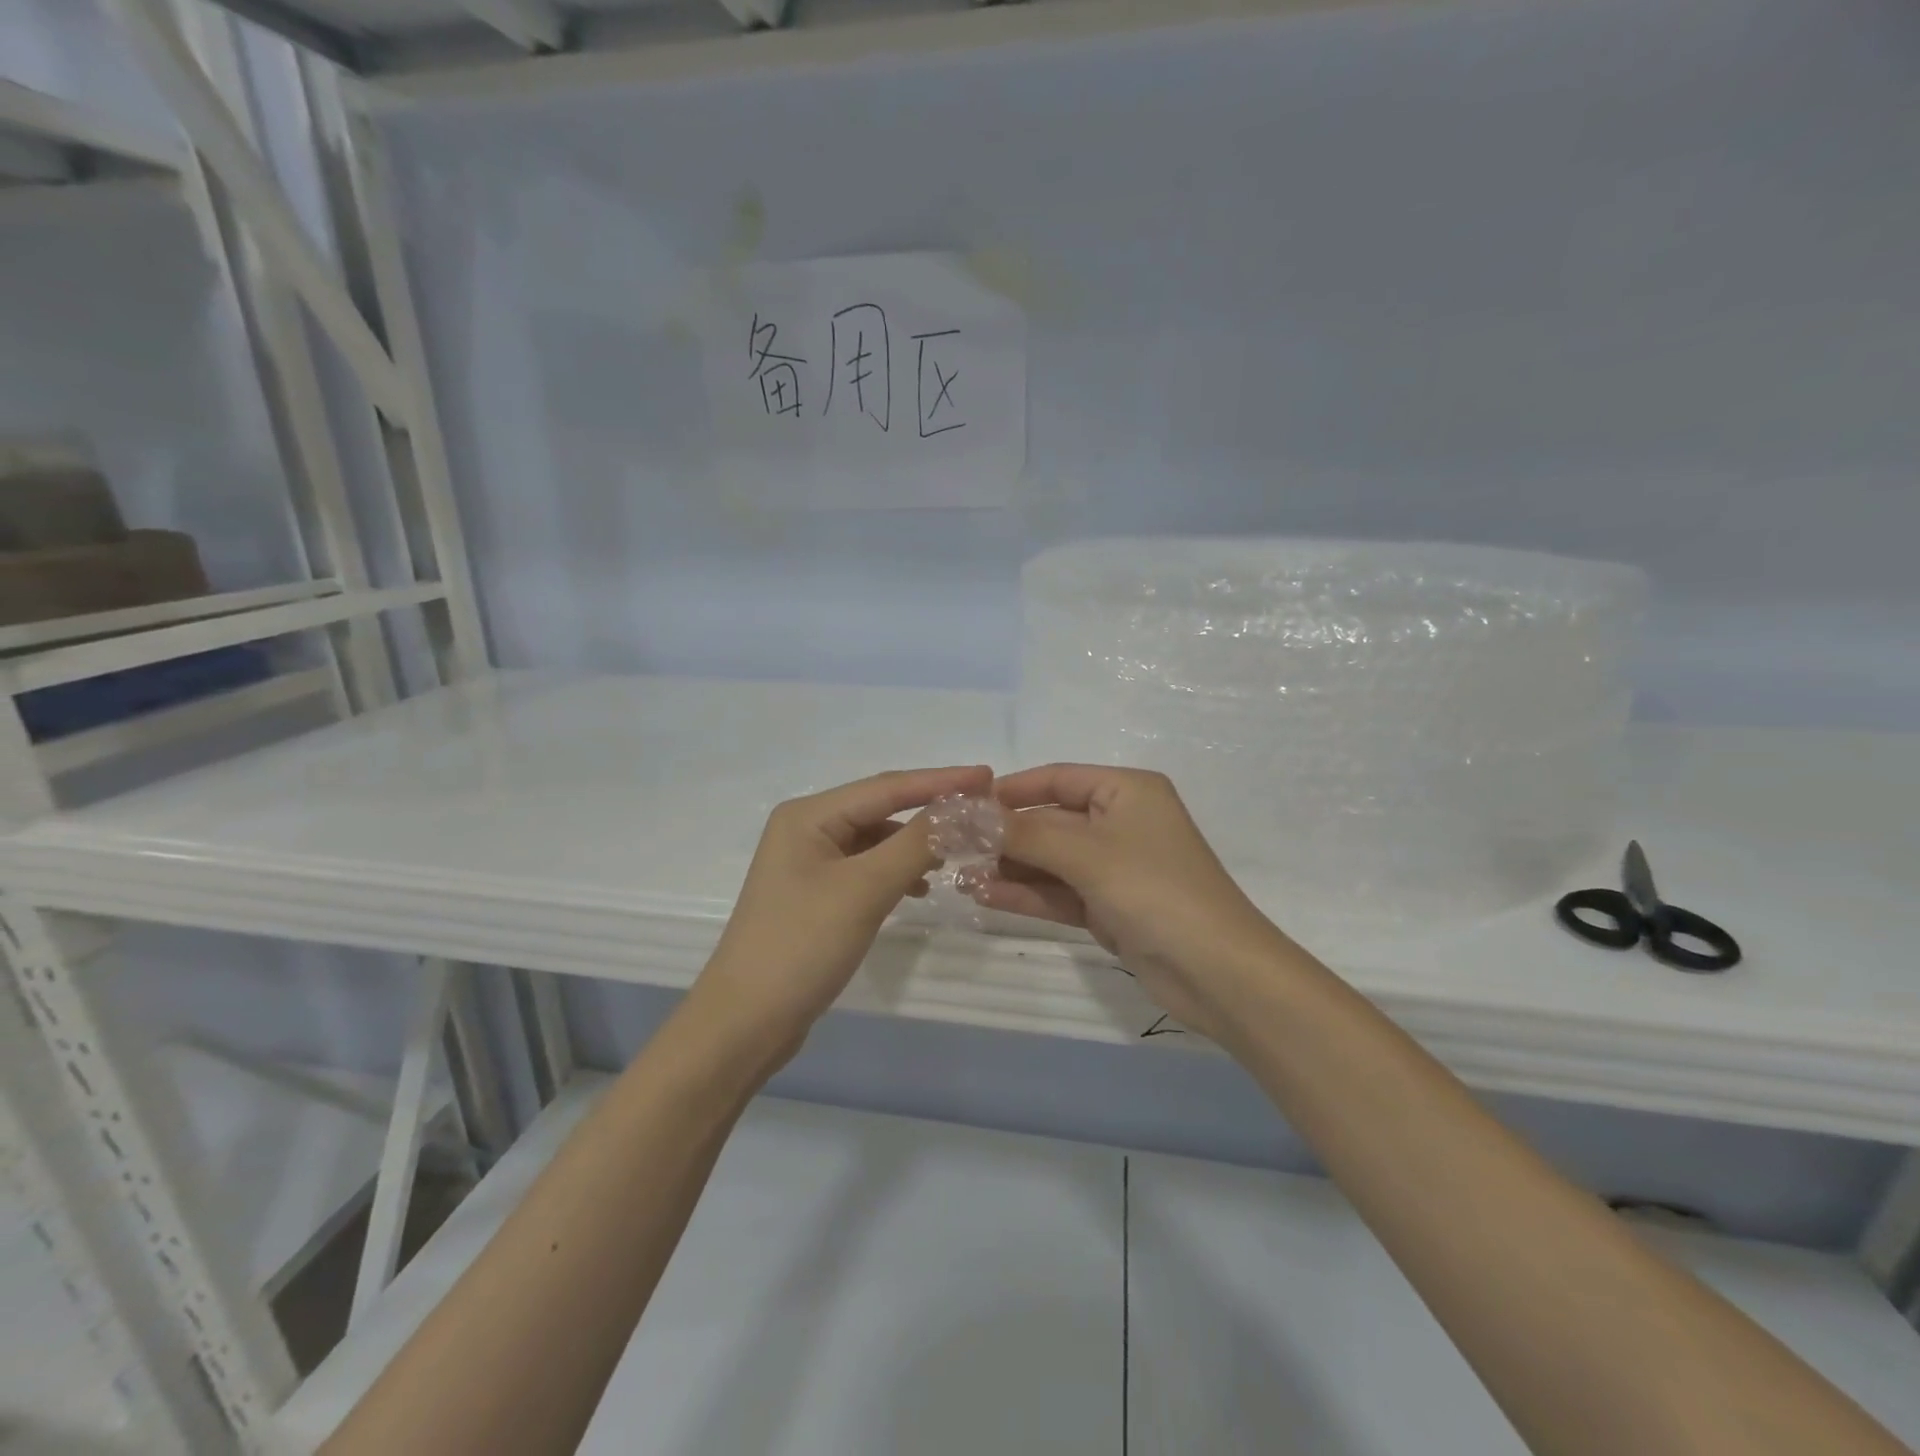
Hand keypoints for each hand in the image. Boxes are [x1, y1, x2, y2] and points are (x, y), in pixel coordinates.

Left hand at [694, 765, 993, 1066]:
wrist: (745, 1022)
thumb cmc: (802, 945)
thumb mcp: (864, 890)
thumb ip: (915, 844)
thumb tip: (963, 809)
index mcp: (808, 815)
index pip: (887, 786)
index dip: (940, 781)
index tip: (987, 775)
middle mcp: (806, 829)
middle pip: (880, 808)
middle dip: (929, 808)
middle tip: (981, 808)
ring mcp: (809, 863)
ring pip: (875, 840)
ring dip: (914, 843)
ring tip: (958, 850)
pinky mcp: (816, 895)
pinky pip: (866, 868)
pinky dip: (896, 871)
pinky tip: (920, 887)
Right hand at [974, 765, 1292, 1044]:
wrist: (1218, 973)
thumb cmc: (1155, 891)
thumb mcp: (1087, 854)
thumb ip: (1025, 833)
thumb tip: (969, 814)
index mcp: (1127, 791)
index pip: (1057, 778)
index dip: (1010, 790)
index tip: (963, 805)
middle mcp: (1121, 822)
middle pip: (1051, 820)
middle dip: (1005, 835)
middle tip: (953, 847)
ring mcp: (1115, 868)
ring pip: (1051, 860)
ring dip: (1010, 868)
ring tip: (960, 875)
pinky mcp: (1110, 907)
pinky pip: (1060, 892)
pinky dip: (1027, 894)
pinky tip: (984, 896)